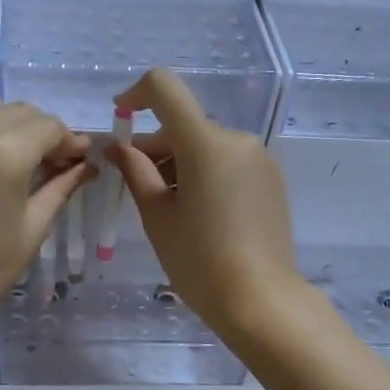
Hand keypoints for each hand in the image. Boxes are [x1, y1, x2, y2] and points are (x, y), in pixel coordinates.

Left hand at [0, 99, 90, 330]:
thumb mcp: (35, 224)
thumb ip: (61, 185)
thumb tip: (86, 165)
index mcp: (5, 152)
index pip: (49, 126)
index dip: (71, 140)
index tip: (83, 160)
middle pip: (22, 112)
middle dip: (46, 131)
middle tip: (61, 162)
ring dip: (19, 126)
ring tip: (32, 160)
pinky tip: (3, 161)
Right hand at [108, 69, 305, 339]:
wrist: (260, 301)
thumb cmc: (199, 261)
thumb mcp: (158, 217)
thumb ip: (136, 173)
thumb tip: (119, 148)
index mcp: (205, 143)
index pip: (165, 88)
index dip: (136, 94)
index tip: (120, 119)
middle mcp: (237, 140)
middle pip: (184, 124)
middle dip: (155, 146)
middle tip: (134, 185)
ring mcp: (259, 159)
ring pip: (206, 145)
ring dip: (179, 162)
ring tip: (167, 207)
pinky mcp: (270, 180)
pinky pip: (227, 162)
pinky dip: (204, 173)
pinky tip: (198, 213)